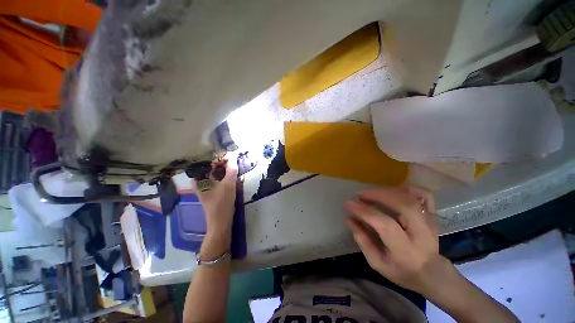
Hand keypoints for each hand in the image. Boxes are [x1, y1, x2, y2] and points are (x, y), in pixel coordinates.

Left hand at [193, 159, 238, 235]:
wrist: (221, 222)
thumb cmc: (222, 203)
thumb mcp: (229, 185)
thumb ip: (231, 170)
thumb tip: (234, 157)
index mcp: (199, 180)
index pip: (206, 163)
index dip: (217, 158)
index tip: (228, 157)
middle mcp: (200, 182)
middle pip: (209, 168)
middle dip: (221, 163)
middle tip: (232, 161)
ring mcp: (205, 187)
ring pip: (214, 173)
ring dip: (223, 169)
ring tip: (233, 166)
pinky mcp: (212, 191)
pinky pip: (217, 179)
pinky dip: (224, 175)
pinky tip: (231, 175)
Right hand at [345, 185, 450, 294]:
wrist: (432, 273)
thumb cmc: (401, 271)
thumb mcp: (377, 263)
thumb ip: (362, 240)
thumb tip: (349, 218)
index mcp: (405, 250)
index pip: (385, 224)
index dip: (364, 211)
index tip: (349, 204)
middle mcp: (421, 233)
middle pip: (403, 204)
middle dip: (377, 194)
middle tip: (360, 195)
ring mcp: (430, 221)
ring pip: (411, 196)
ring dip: (388, 190)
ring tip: (372, 192)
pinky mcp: (433, 214)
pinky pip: (423, 194)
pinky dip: (407, 188)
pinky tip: (392, 191)